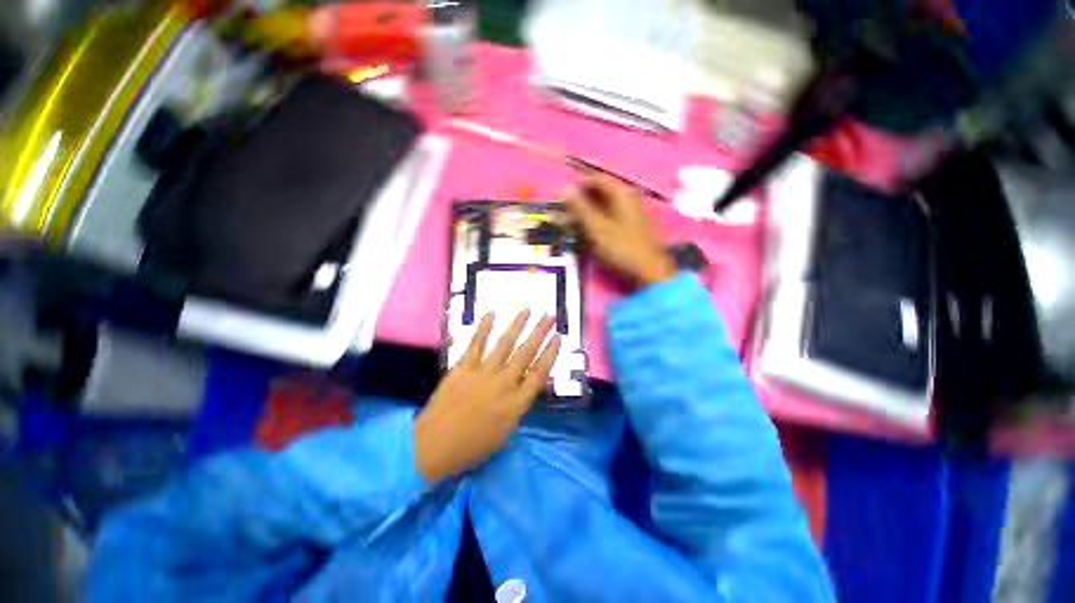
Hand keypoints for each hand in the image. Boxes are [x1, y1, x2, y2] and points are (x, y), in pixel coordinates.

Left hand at [415, 310, 560, 483]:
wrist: (433, 446)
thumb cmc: (472, 447)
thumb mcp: (505, 433)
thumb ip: (517, 407)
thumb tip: (523, 386)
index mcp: (517, 404)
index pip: (540, 373)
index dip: (551, 353)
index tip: (559, 337)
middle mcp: (504, 384)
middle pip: (527, 353)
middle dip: (540, 333)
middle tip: (550, 316)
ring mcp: (483, 373)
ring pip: (505, 344)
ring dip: (517, 325)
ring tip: (527, 310)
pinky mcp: (463, 367)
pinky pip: (476, 344)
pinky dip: (484, 327)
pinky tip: (492, 313)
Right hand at [564, 175, 676, 286]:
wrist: (649, 270)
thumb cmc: (621, 247)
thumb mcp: (597, 227)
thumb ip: (580, 207)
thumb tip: (563, 188)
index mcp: (622, 193)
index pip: (597, 179)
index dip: (578, 185)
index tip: (562, 196)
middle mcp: (629, 198)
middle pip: (600, 193)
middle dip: (580, 201)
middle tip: (563, 213)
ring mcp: (632, 213)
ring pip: (604, 207)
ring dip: (586, 214)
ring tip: (570, 225)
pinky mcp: (632, 228)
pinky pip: (610, 218)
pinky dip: (596, 222)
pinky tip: (586, 233)